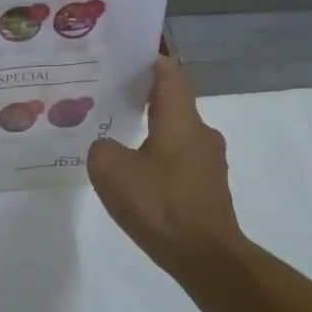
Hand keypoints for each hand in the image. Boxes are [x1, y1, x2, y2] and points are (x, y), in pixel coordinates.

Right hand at [88, 55, 248, 281]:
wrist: (205, 257)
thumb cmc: (160, 205)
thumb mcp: (111, 170)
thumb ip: (101, 148)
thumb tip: (107, 147)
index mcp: (181, 119)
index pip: (168, 74)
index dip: (150, 60)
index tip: (127, 54)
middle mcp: (201, 133)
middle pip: (172, 103)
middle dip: (143, 96)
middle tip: (110, 95)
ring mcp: (209, 162)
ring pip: (176, 133)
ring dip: (151, 130)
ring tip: (118, 136)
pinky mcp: (208, 188)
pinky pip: (179, 160)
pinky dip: (158, 157)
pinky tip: (137, 175)